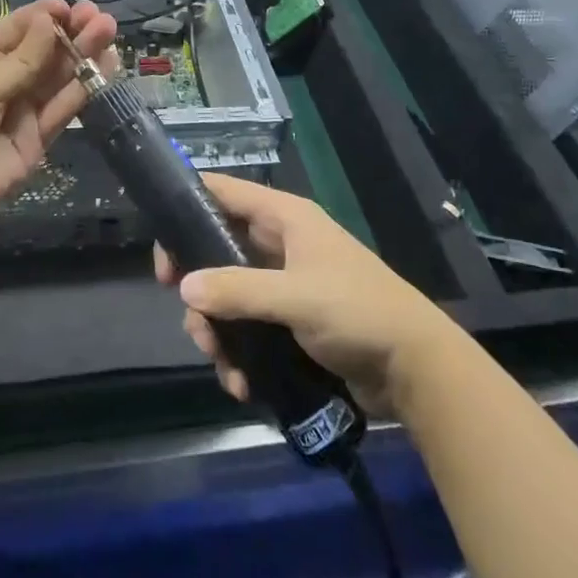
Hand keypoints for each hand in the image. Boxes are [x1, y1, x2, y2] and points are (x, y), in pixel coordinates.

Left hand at [0, 0, 116, 229]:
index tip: (73, 8)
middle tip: (102, 20)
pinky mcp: (38, 138)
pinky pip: (64, 109)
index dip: (48, 16)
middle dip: (74, 34)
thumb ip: (23, 59)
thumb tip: (50, 20)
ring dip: (85, 56)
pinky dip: (85, 89)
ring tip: (110, 35)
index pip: (22, 28)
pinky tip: (105, 68)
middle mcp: (9, 78)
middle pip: (47, 51)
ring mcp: (25, 108)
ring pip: (61, 77)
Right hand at [154, 173, 457, 414]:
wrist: (415, 368)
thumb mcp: (296, 297)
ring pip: (228, 296)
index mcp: (285, 218)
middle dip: (200, 291)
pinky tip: (243, 384)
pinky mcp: (290, 321)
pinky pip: (248, 328)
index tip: (162, 251)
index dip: (187, 209)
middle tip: (195, 325)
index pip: (224, 193)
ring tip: (225, 366)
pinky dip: (239, 353)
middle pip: (217, 252)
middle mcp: (280, 244)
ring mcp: (284, 284)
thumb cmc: (358, 312)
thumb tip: (183, 288)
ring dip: (218, 332)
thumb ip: (238, 290)